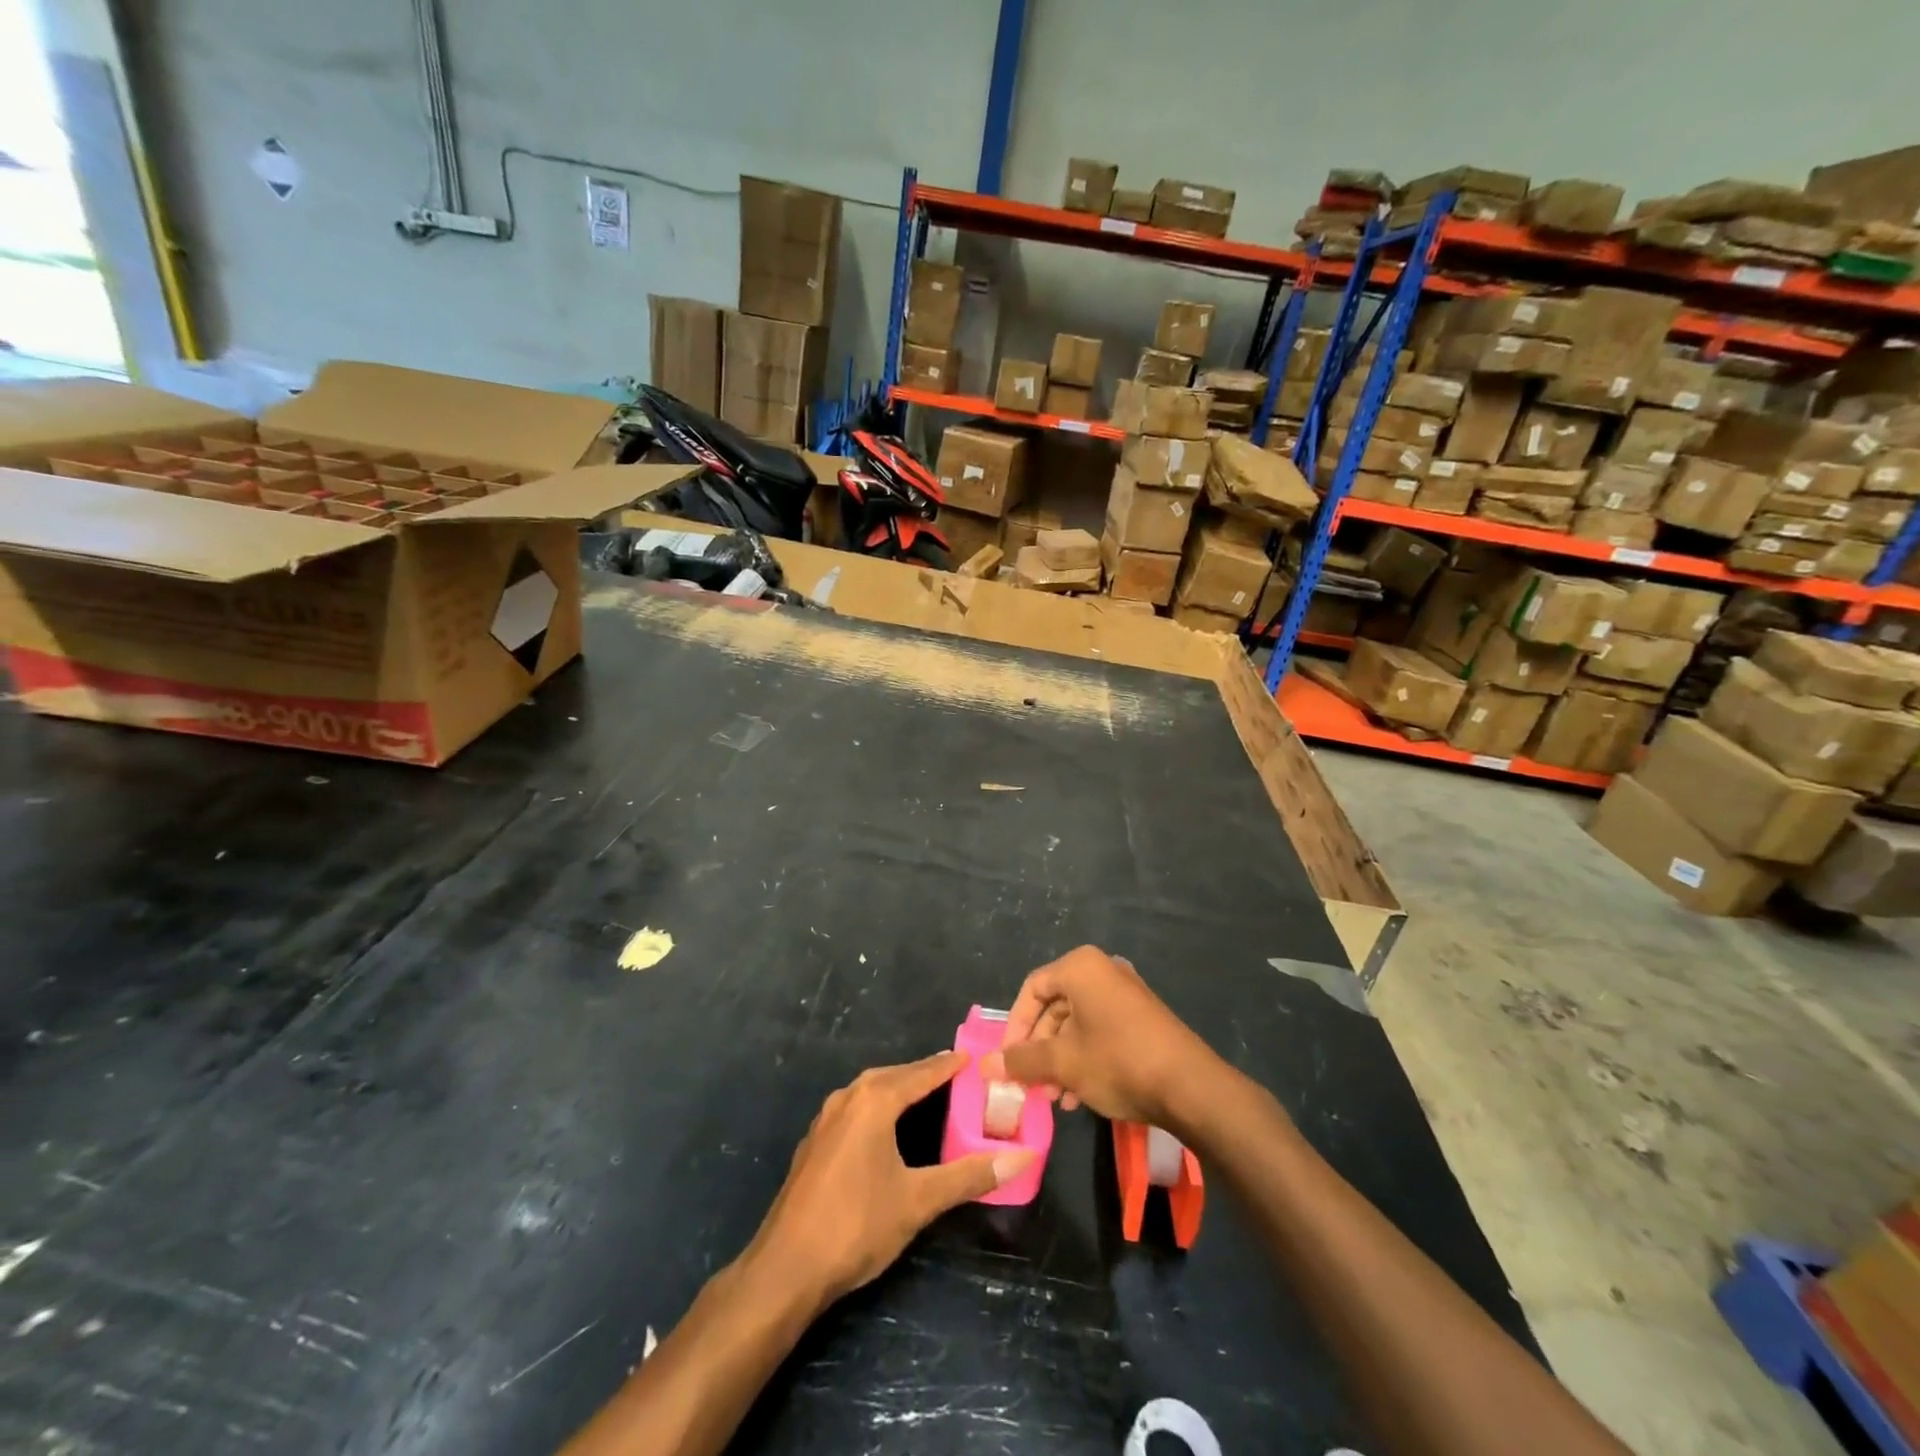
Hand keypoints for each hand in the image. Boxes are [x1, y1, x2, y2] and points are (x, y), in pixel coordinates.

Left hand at [747, 1052, 1034, 1309]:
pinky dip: (878, 1107)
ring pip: (871, 1090)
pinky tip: (887, 1128)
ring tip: (928, 1097)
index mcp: (874, 1100)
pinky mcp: (815, 1142)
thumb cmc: (856, 1225)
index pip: (922, 1072)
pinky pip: (855, 1108)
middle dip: (925, 1074)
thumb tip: (1022, 1158)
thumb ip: (969, 1176)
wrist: (785, 1268)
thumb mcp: (919, 1201)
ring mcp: (826, 1118)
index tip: (974, 1058)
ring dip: (899, 1089)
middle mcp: (848, 1097)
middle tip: (957, 1078)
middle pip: (895, 1076)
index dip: (949, 1065)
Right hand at [982, 946, 1226, 1134]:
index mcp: (1080, 967)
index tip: (1007, 1061)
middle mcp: (1102, 970)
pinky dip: (1083, 1057)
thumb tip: (984, 1066)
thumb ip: (1021, 1061)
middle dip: (1038, 1049)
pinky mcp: (1141, 1018)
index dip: (1014, 1027)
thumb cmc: (1117, 1062)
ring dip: (1059, 1059)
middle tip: (1031, 1084)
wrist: (1190, 1086)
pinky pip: (1099, 1030)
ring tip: (1055, 1098)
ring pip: (1077, 1023)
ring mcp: (1125, 993)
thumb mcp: (1063, 1063)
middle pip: (1054, 1007)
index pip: (1032, 989)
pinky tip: (1079, 1096)